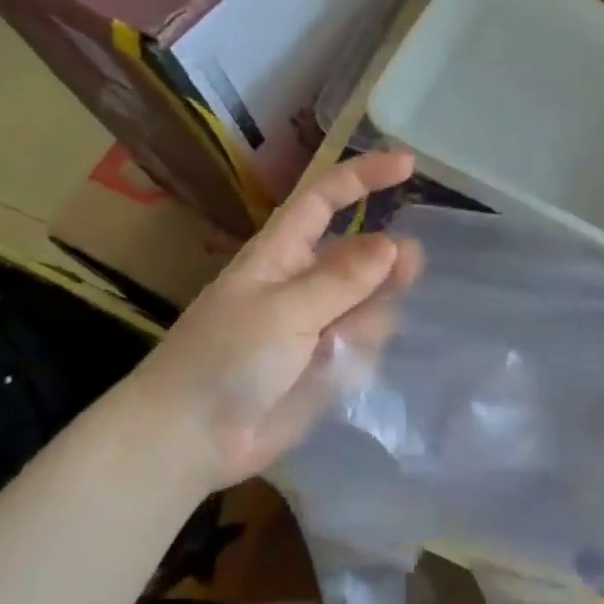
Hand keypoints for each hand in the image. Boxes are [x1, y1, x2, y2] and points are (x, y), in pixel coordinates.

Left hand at [130, 150, 420, 488]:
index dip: (363, 177)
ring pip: (369, 300)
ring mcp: (316, 325)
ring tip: (347, 341)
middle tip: (411, 269)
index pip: (324, 200)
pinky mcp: (326, 364)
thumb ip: (341, 280)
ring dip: (374, 312)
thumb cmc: (225, 360)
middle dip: (386, 259)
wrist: (193, 438)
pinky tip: (343, 367)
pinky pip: (364, 342)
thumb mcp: (283, 311)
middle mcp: (302, 283)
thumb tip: (392, 245)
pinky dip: (365, 348)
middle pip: (359, 254)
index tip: (408, 165)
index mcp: (279, 255)